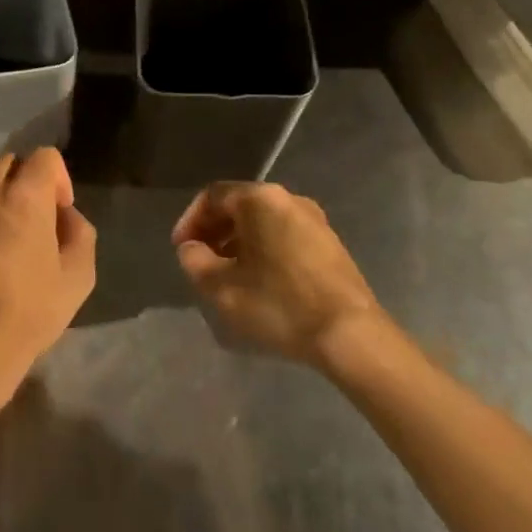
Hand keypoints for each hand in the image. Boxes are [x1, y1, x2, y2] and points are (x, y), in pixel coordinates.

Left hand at [0, 148, 95, 412]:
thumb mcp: (78, 276)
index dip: (58, 178)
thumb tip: (64, 215)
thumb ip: (79, 232)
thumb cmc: (29, 310)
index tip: (58, 211)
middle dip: (24, 184)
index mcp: (24, 194)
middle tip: (30, 222)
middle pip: (8, 164)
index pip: (45, 155)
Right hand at [173, 182, 376, 367]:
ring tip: (226, 272)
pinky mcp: (329, 243)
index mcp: (260, 199)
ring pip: (262, 221)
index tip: (181, 249)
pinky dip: (263, 248)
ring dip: (238, 241)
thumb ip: (195, 262)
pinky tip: (259, 279)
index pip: (213, 196)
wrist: (350, 335)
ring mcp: (314, 219)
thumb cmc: (280, 304)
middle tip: (200, 259)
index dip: (190, 221)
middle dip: (214, 230)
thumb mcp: (222, 288)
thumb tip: (191, 249)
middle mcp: (288, 198)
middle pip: (239, 205)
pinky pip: (284, 234)